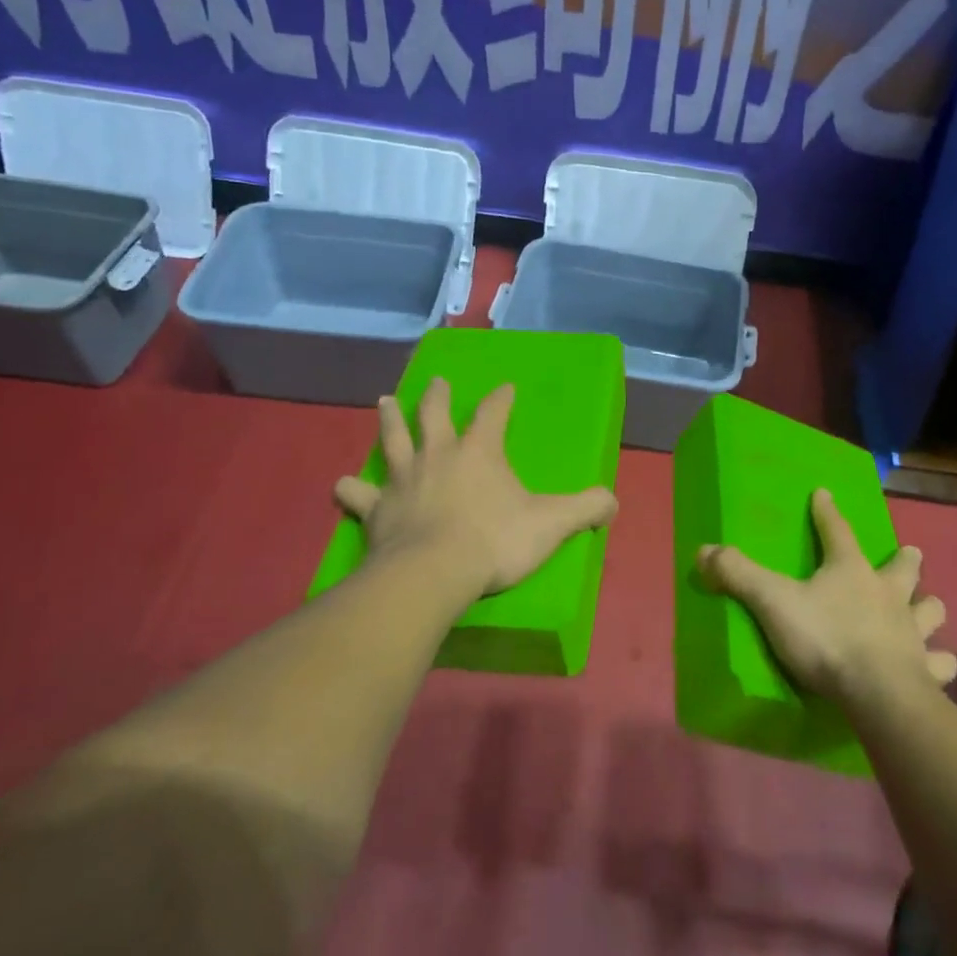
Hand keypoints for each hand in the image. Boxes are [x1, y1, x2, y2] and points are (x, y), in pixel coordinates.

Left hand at [334, 377, 617, 602]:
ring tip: (385, 401)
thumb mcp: (551, 524)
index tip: (505, 387)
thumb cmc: (494, 541)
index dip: (501, 399)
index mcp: (480, 452)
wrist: (433, 573)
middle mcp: (438, 455)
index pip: (493, 413)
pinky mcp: (376, 509)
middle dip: (438, 397)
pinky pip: (358, 494)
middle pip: (434, 415)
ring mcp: (403, 480)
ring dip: (389, 420)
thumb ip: (585, 508)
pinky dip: (350, 489)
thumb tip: (614, 501)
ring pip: (393, 440)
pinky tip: (342, 485)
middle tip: (436, 382)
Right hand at [698, 489, 955, 707]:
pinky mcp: (927, 670)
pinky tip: (939, 664)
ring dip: (929, 607)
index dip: (828, 512)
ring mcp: (913, 632)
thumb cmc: (826, 639)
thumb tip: (702, 550)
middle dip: (905, 560)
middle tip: (909, 554)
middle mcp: (888, 594)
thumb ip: (738, 575)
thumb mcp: (773, 602)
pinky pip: (941, 662)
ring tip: (929, 607)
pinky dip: (940, 661)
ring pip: (931, 611)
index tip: (824, 493)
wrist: (877, 694)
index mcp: (851, 571)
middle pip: (903, 568)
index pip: (837, 531)